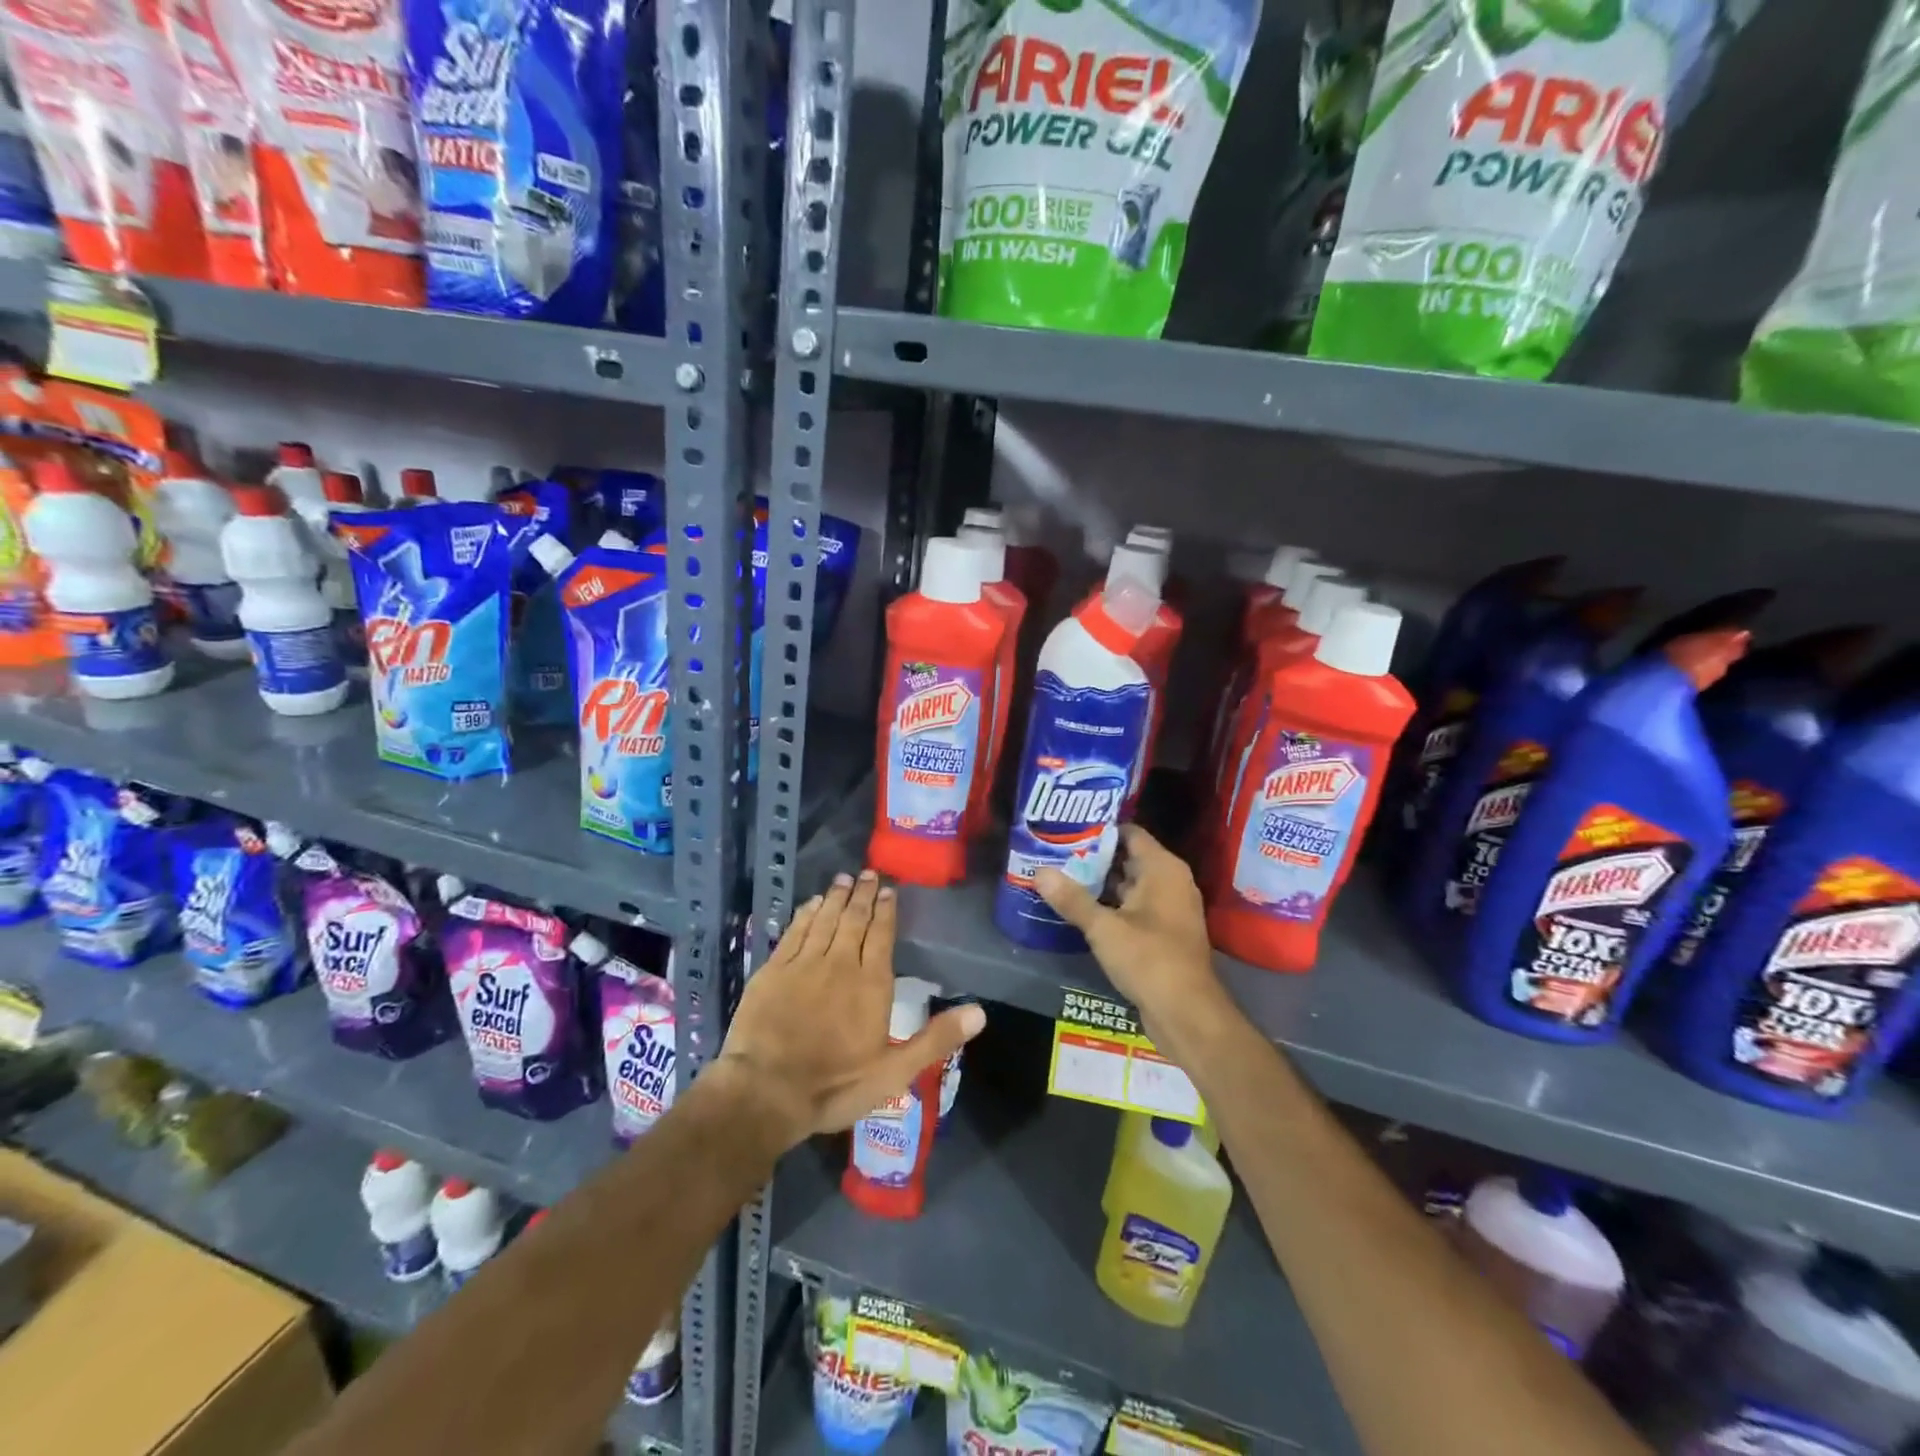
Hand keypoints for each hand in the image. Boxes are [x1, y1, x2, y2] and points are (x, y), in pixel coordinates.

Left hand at [716, 869, 985, 1151]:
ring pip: (825, 920)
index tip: (889, 891)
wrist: (766, 1091)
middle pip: (854, 920)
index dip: (886, 911)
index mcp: (871, 983)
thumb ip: (936, 1039)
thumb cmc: (835, 1085)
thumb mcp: (894, 1072)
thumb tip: (980, 1012)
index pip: (882, 935)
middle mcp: (839, 963)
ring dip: (836, 898)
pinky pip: (794, 931)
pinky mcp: (773, 970)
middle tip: (868, 873)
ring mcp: (803, 964)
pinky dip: (806, 914)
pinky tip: (812, 903)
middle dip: (863, 895)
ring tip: (844, 879)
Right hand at [1034, 825, 1230, 1052]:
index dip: (1099, 830)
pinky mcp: (1164, 932)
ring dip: (1099, 883)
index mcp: (1163, 869)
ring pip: (1129, 884)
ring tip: (1060, 876)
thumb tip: (1039, 872)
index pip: (1129, 832)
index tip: (1066, 830)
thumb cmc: (1149, 959)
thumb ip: (1072, 899)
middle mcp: (1171, 881)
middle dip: (1093, 857)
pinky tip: (1080, 909)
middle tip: (1055, 853)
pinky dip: (1111, 905)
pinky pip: (1134, 907)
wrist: (1187, 1013)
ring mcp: (1170, 908)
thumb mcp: (1104, 928)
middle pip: (1128, 857)